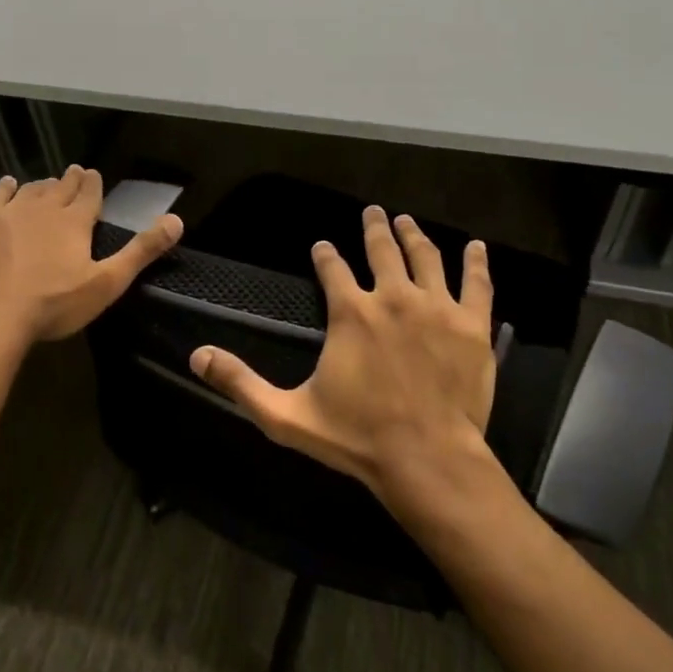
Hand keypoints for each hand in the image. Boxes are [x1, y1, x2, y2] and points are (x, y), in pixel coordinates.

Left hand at [0, 165, 183, 343]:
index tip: (93, 173)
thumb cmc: (55, 303)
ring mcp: (11, 213)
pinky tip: (9, 183)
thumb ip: (141, 251)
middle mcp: (45, 207)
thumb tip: (177, 221)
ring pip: (32, 189)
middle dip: (71, 180)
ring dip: (44, 185)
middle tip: (75, 172)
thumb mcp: (107, 283)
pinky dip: (6, 187)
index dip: (93, 183)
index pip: (89, 193)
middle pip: (61, 187)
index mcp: (75, 221)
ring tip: (49, 184)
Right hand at [189, 205, 497, 508]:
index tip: (323, 246)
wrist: (428, 460)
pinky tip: (476, 247)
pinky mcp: (472, 325)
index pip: (332, 268)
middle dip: (373, 228)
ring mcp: (437, 307)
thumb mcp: (286, 415)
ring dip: (413, 234)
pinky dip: (476, 262)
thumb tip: (196, 356)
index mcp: (351, 312)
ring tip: (406, 220)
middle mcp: (393, 297)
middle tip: (372, 211)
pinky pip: (476, 283)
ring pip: (425, 256)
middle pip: (381, 249)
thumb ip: (241, 383)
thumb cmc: (357, 437)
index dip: (325, 253)